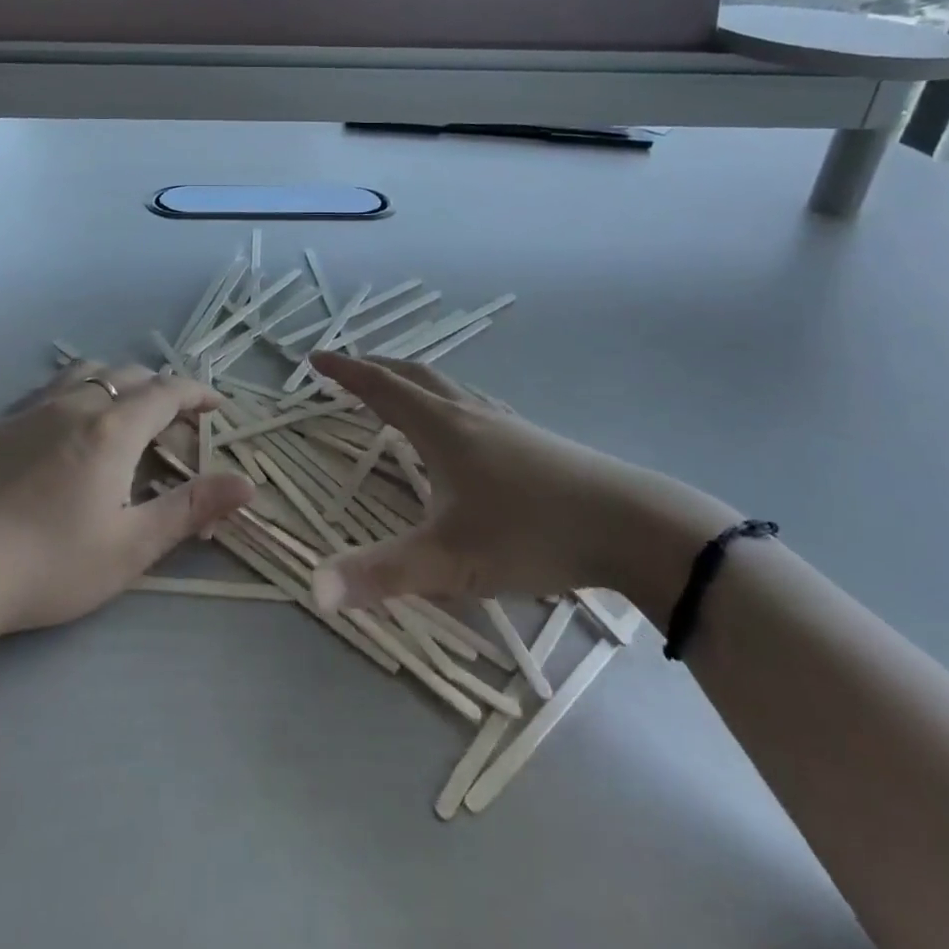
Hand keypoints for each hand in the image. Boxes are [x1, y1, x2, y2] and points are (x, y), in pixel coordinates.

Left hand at [0, 361, 253, 637]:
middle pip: (130, 375)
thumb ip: (191, 509)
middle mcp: (76, 404)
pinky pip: (49, 387)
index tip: (216, 406)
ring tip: (126, 411)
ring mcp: (32, 409)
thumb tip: (246, 483)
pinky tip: (69, 422)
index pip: (167, 392)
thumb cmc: (50, 564)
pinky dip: (77, 390)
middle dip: (162, 390)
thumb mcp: (131, 546)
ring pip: (87, 372)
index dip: (197, 393)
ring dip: (118, 382)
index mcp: (113, 429)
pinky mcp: (0, 423)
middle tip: (176, 422)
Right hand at [307, 353, 735, 623]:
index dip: (346, 373)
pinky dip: (447, 401)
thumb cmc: (533, 533)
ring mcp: (507, 424)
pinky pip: (475, 405)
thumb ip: (382, 574)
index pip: (382, 389)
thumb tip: (314, 589)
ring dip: (414, 381)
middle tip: (348, 368)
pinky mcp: (534, 441)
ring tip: (399, 391)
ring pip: (449, 387)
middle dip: (377, 368)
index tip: (316, 359)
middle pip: (415, 376)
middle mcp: (471, 414)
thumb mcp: (451, 559)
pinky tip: (463, 427)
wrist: (634, 525)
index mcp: (443, 428)